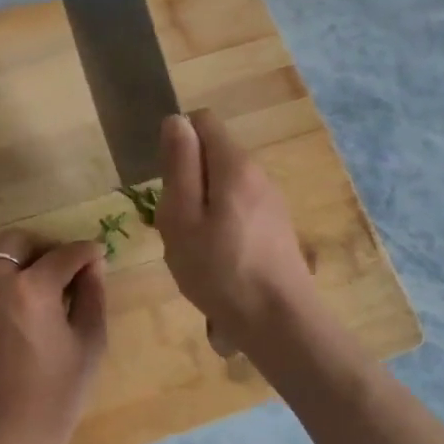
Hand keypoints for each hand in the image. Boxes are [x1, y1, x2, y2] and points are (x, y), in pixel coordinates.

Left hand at [0, 230, 106, 443]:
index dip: (87, 252)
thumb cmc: (57, 394)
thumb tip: (93, 265)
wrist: (6, 434)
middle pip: (18, 240)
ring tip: (28, 270)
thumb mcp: (89, 343)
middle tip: (63, 265)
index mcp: (33, 289)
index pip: (64, 255)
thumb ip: (92, 295)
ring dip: (10, 251)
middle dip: (45, 245)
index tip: (98, 255)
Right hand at [157, 111, 315, 352]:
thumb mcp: (182, 217)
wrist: (279, 323)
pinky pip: (238, 211)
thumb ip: (179, 166)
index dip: (177, 142)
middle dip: (187, 181)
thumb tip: (176, 120)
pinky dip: (221, 226)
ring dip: (202, 208)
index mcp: (235, 165)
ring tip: (194, 249)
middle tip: (176, 224)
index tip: (165, 182)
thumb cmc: (219, 270)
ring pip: (224, 187)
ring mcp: (272, 202)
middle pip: (213, 157)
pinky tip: (217, 263)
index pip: (203, 121)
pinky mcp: (277, 228)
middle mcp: (258, 174)